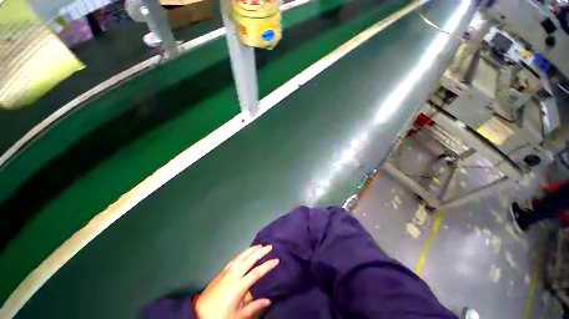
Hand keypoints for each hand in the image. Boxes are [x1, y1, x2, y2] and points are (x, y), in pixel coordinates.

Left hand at [195, 245, 278, 318]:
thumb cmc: (219, 317)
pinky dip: (241, 254)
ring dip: (250, 250)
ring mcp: (226, 272)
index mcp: (238, 287)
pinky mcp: (221, 272)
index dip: (267, 265)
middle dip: (260, 252)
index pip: (256, 273)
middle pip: (249, 260)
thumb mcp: (237, 317)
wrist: (198, 314)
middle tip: (269, 246)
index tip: (276, 260)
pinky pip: (233, 259)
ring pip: (241, 257)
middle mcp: (233, 275)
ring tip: (259, 245)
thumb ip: (253, 307)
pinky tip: (244, 253)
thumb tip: (268, 300)